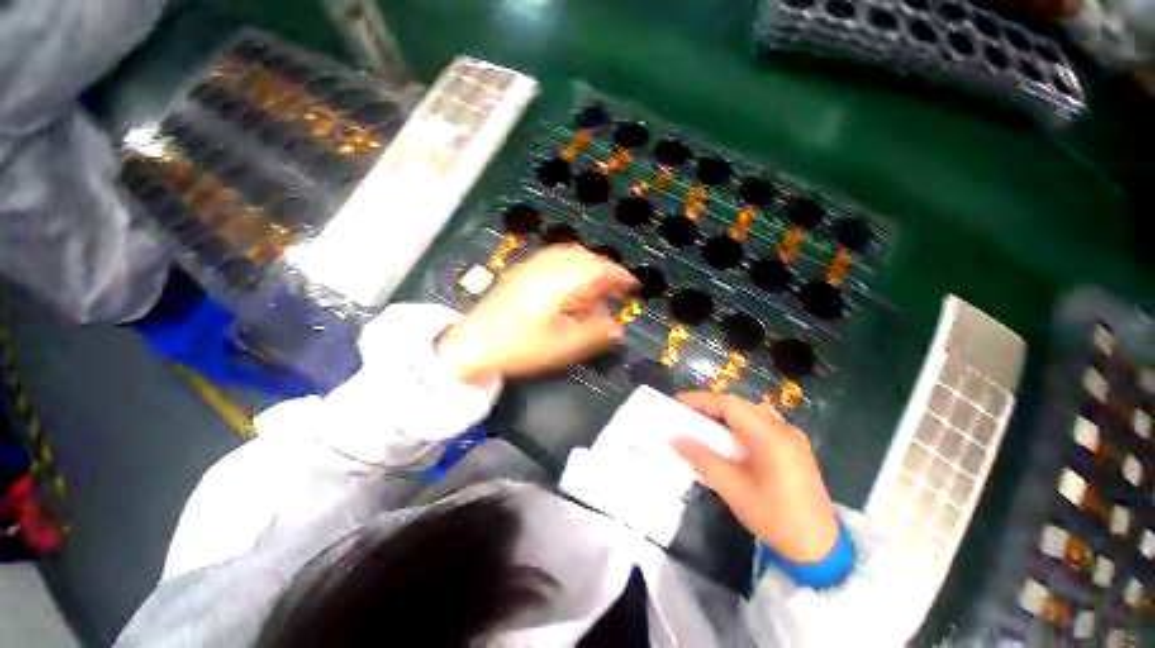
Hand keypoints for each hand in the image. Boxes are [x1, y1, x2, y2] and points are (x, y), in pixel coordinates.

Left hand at [438, 246, 637, 381]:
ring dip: (588, 266)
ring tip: (596, 287)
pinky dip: (571, 266)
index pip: (597, 270)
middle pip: (584, 257)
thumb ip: (593, 335)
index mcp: (558, 285)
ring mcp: (531, 267)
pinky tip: (571, 283)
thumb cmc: (518, 348)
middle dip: (605, 270)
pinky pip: (554, 259)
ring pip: (569, 255)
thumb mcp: (561, 347)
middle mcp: (545, 269)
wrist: (473, 344)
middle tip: (615, 290)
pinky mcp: (522, 271)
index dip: (619, 275)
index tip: (633, 285)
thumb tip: (618, 328)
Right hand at [670, 391, 838, 562]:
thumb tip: (675, 439)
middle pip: (741, 406)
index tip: (678, 401)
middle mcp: (783, 429)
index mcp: (771, 436)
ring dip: (725, 414)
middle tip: (686, 411)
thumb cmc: (775, 518)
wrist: (820, 549)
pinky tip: (728, 438)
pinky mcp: (794, 448)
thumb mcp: (733, 489)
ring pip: (751, 413)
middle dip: (711, 405)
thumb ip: (702, 459)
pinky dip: (739, 425)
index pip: (730, 405)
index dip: (701, 399)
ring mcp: (792, 437)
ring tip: (702, 421)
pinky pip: (761, 425)